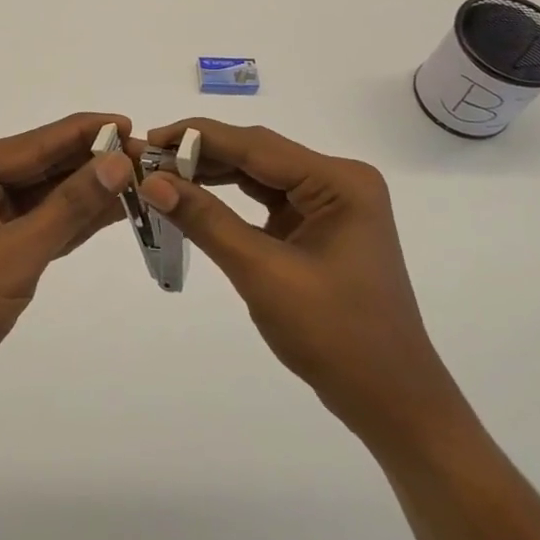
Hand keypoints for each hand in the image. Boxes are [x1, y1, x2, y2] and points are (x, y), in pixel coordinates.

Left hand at [0, 113, 137, 413]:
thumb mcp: (16, 254)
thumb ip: (69, 206)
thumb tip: (119, 162)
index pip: (32, 145)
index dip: (82, 133)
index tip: (129, 123)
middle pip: (41, 165)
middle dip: (91, 162)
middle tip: (144, 155)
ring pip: (47, 193)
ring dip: (89, 189)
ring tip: (141, 178)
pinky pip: (44, 220)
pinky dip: (76, 217)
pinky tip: (116, 207)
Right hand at [138, 120, 465, 454]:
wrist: (392, 402)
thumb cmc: (335, 336)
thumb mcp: (262, 273)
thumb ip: (206, 220)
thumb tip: (151, 182)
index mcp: (339, 181)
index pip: (256, 144)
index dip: (198, 137)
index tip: (149, 138)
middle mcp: (338, 180)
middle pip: (257, 153)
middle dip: (201, 155)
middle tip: (147, 160)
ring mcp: (330, 203)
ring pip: (258, 174)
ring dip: (212, 174)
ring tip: (162, 175)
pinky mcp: (318, 226)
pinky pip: (265, 199)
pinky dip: (229, 199)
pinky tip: (195, 197)